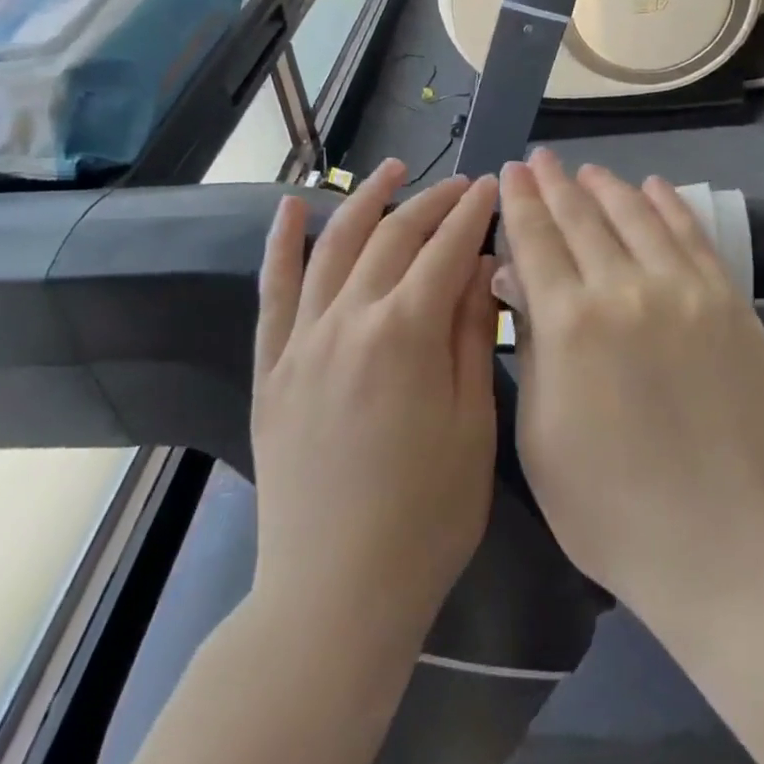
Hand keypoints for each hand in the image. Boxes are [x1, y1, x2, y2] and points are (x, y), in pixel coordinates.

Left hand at [251, 159, 500, 641]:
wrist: (335, 593)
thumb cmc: (427, 515)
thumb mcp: (473, 424)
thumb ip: (473, 335)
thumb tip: (481, 266)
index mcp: (406, 333)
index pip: (447, 249)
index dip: (473, 213)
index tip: (491, 188)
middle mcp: (349, 320)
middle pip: (394, 237)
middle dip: (432, 202)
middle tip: (460, 184)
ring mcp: (303, 341)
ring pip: (335, 247)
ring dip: (365, 201)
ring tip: (391, 169)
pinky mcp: (272, 368)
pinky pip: (273, 292)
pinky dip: (281, 244)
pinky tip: (291, 208)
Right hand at [499, 151, 763, 614]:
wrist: (723, 541)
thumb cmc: (609, 506)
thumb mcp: (539, 431)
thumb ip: (528, 343)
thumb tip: (515, 276)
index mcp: (570, 323)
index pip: (537, 239)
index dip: (521, 201)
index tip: (510, 172)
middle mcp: (626, 288)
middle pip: (583, 217)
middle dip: (556, 183)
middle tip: (540, 158)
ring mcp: (685, 290)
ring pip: (638, 215)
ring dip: (608, 187)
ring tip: (588, 170)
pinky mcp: (729, 301)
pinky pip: (692, 236)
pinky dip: (668, 205)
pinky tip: (653, 187)